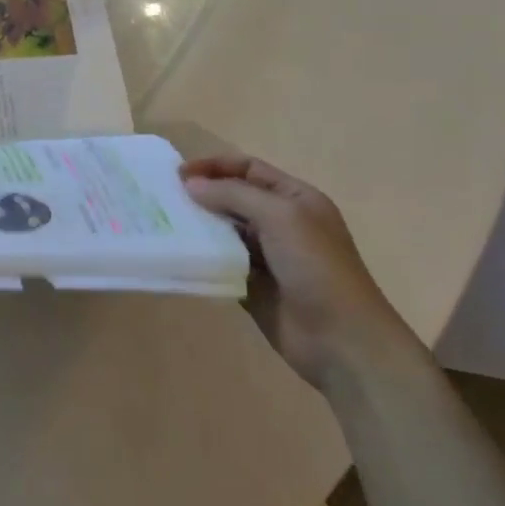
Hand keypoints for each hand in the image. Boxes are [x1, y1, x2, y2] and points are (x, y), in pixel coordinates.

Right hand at [181, 155, 418, 391]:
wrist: (341, 339)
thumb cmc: (317, 268)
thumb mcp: (281, 217)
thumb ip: (234, 194)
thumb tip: (190, 184)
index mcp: (295, 199)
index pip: (248, 168)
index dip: (214, 166)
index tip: (179, 175)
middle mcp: (280, 222)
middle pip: (232, 197)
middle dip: (201, 194)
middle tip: (163, 198)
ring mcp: (265, 254)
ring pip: (222, 229)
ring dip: (197, 224)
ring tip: (163, 223)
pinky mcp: (250, 283)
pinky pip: (219, 261)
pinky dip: (200, 255)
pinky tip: (177, 253)